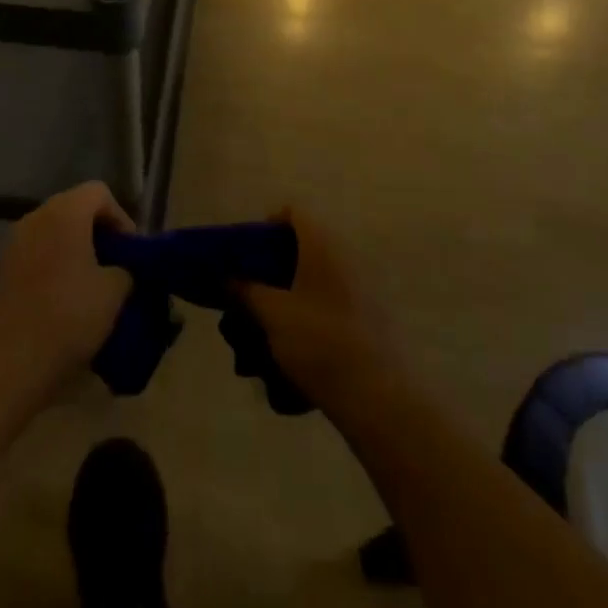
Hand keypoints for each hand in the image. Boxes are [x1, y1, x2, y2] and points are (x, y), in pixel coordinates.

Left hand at [0, 182, 134, 416]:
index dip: (121, 217)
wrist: (8, 364)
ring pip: (56, 232)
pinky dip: (58, 264)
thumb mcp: (114, 292)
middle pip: (76, 209)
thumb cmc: (68, 317)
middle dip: (100, 233)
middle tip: (118, 266)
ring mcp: (15, 243)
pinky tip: (69, 298)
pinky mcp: (4, 269)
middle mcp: (36, 217)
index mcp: (64, 213)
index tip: (131, 252)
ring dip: (78, 250)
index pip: (99, 193)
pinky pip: (39, 252)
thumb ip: (127, 270)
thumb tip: (125, 270)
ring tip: (96, 284)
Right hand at [237, 209, 396, 422]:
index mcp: (323, 245)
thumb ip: (247, 290)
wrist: (378, 396)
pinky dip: (315, 309)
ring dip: (295, 289)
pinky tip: (300, 342)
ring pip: (321, 274)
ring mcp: (365, 285)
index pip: (295, 212)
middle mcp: (347, 255)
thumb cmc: (319, 342)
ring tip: (273, 322)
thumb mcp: (273, 315)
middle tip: (256, 288)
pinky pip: (336, 298)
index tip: (250, 251)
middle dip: (279, 263)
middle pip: (307, 243)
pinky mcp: (374, 314)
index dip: (269, 223)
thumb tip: (229, 277)